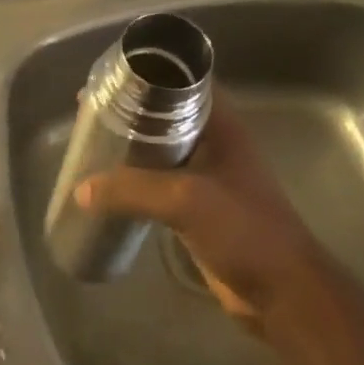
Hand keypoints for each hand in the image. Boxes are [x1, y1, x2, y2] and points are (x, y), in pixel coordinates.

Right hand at [75, 100, 341, 332]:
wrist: (282, 291)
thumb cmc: (244, 231)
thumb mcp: (186, 200)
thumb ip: (133, 190)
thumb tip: (81, 189)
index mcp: (221, 126)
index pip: (185, 82)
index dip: (149, 73)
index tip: (110, 78)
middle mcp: (215, 144)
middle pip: (166, 115)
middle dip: (130, 111)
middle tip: (89, 113)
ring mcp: (207, 177)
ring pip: (161, 151)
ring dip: (130, 147)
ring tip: (91, 144)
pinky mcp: (198, 208)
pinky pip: (159, 184)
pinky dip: (135, 181)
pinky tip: (108, 188)